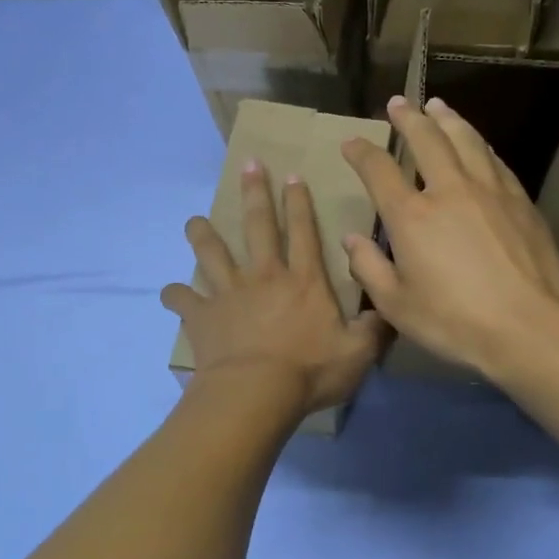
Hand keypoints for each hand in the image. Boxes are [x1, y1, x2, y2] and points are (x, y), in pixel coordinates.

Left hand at [162, 162, 389, 416]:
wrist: (256, 393)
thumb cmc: (309, 372)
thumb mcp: (357, 353)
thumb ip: (374, 329)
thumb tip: (389, 311)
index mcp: (303, 281)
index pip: (304, 233)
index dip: (300, 203)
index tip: (293, 176)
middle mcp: (264, 277)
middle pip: (258, 227)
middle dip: (255, 194)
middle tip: (248, 165)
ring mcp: (228, 293)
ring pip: (212, 253)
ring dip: (202, 234)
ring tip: (194, 221)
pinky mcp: (202, 315)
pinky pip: (182, 299)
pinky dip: (174, 294)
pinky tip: (170, 293)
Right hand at [341, 96, 558, 379]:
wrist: (530, 327)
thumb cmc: (454, 321)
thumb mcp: (396, 306)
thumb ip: (368, 268)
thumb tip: (351, 239)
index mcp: (411, 216)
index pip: (379, 170)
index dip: (362, 153)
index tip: (351, 143)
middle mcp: (449, 191)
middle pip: (426, 140)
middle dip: (408, 118)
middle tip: (398, 103)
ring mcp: (489, 191)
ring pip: (465, 140)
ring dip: (447, 119)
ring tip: (437, 105)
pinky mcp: (520, 201)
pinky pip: (494, 159)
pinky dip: (479, 144)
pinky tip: (477, 142)